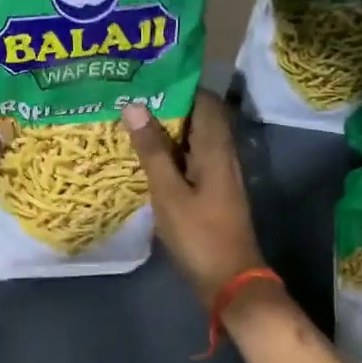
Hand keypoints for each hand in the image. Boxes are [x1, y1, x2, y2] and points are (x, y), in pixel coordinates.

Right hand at [123, 92, 267, 306]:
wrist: (231, 282)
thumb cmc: (200, 235)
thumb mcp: (169, 193)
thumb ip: (152, 150)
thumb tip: (135, 105)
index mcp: (216, 149)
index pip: (205, 101)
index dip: (179, 86)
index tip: (147, 80)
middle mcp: (223, 155)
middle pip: (199, 118)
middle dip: (167, 107)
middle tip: (130, 101)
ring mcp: (220, 175)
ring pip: (194, 140)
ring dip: (167, 131)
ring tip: (131, 124)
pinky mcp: (213, 192)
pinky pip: (191, 160)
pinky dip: (171, 154)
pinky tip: (145, 160)